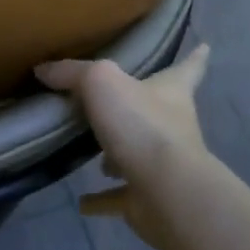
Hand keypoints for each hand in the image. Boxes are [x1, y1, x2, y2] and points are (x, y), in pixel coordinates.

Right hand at [37, 45, 210, 249]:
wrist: (167, 191)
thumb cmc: (142, 125)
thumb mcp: (101, 82)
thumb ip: (72, 72)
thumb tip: (43, 69)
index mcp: (170, 93)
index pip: (187, 69)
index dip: (194, 57)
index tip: (205, 46)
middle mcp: (172, 127)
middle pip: (157, 112)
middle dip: (139, 108)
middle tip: (115, 103)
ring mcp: (161, 166)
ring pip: (137, 155)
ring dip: (118, 156)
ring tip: (93, 154)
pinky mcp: (147, 199)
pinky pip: (119, 198)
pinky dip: (102, 200)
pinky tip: (83, 202)